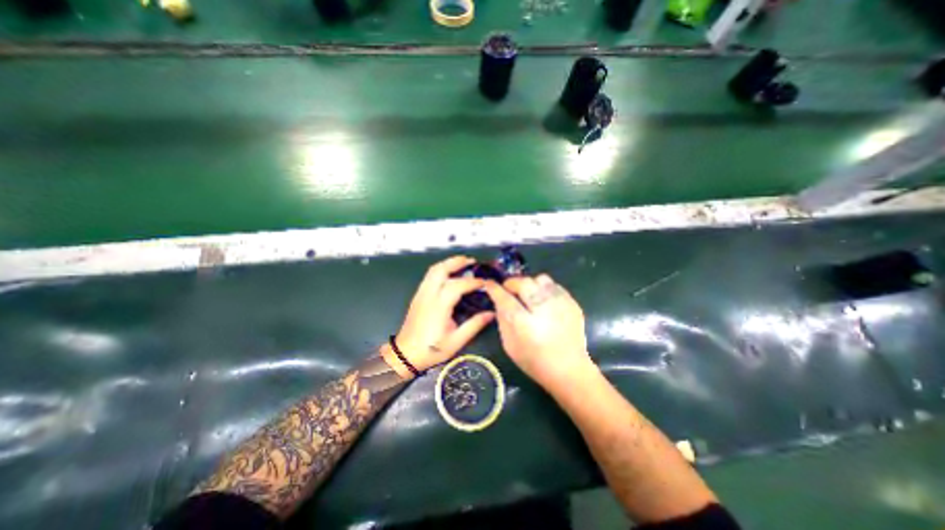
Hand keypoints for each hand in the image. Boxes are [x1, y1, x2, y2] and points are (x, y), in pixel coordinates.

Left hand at [387, 256, 497, 376]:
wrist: (405, 354)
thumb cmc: (432, 349)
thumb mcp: (456, 341)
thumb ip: (474, 325)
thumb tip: (491, 314)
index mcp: (439, 306)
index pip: (457, 285)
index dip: (473, 282)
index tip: (485, 282)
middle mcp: (429, 295)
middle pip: (441, 269)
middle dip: (457, 262)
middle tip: (471, 261)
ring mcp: (421, 293)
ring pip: (433, 270)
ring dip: (448, 263)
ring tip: (462, 263)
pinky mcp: (418, 295)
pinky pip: (429, 275)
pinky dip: (441, 269)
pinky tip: (450, 274)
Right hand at [482, 276, 591, 386]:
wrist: (569, 370)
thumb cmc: (534, 361)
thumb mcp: (509, 345)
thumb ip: (502, 320)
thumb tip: (499, 302)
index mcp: (523, 322)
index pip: (504, 297)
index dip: (494, 288)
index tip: (489, 284)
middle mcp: (542, 309)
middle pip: (524, 283)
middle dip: (512, 283)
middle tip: (510, 291)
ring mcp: (560, 304)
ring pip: (540, 279)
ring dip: (530, 284)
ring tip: (528, 294)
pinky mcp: (571, 303)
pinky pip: (554, 285)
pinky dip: (544, 289)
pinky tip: (543, 301)